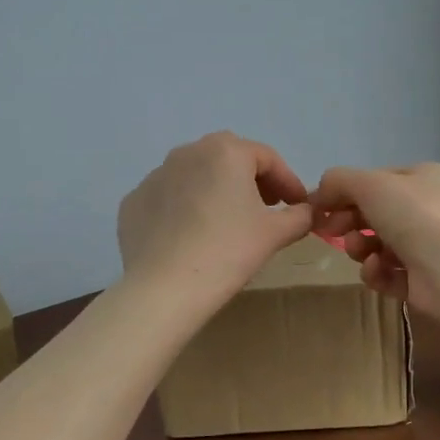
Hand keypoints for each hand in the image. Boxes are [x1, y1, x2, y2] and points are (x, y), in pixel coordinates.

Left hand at [117, 132, 313, 304]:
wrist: (165, 288)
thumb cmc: (228, 252)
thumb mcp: (275, 234)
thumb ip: (299, 216)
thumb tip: (307, 211)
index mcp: (225, 152)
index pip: (267, 158)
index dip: (288, 181)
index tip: (298, 205)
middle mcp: (186, 153)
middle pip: (228, 159)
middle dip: (250, 179)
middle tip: (264, 208)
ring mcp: (154, 176)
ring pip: (194, 176)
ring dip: (214, 191)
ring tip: (225, 223)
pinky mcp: (133, 202)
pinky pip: (167, 199)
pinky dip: (182, 210)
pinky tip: (190, 237)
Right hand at [309, 163, 439, 331]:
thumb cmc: (414, 215)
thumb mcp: (369, 184)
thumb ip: (338, 182)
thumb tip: (319, 195)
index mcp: (423, 178)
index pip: (375, 181)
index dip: (345, 193)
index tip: (320, 208)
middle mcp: (428, 209)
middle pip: (374, 214)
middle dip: (349, 222)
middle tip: (332, 231)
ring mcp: (427, 246)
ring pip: (377, 245)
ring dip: (360, 247)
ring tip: (358, 250)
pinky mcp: (422, 281)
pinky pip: (387, 273)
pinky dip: (376, 271)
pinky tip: (377, 269)